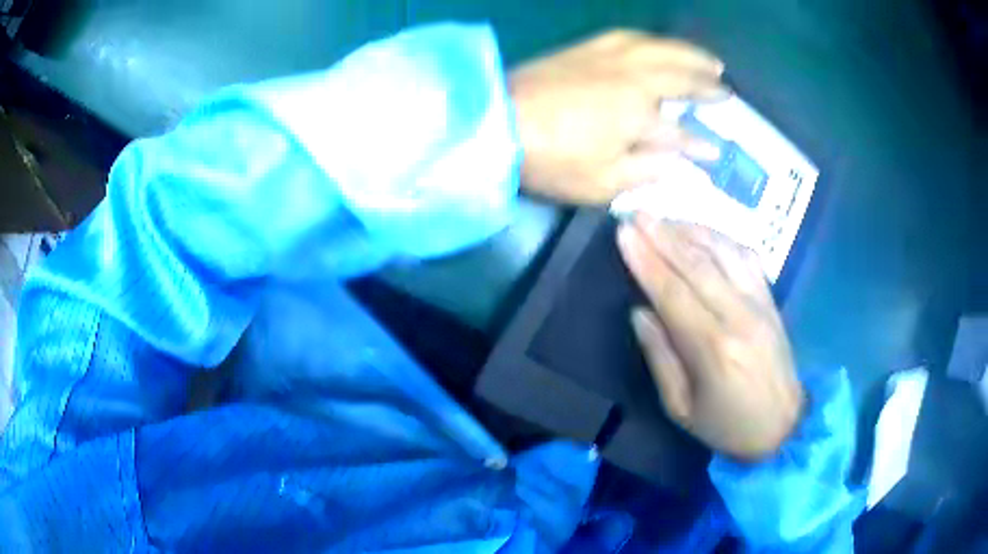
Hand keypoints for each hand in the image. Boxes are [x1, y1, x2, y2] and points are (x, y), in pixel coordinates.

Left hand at [509, 29, 726, 204]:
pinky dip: (652, 40)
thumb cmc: (551, 158)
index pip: (682, 130)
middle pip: (680, 72)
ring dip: (687, 52)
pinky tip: (656, 44)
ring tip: (707, 59)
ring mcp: (607, 56)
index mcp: (640, 110)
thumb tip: (681, 161)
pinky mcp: (584, 48)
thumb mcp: (603, 181)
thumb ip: (648, 169)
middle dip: (706, 80)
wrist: (496, 122)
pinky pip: (629, 37)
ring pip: (659, 47)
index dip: (700, 143)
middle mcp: (632, 75)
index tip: (717, 151)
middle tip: (726, 86)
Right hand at [616, 216, 803, 459]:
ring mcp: (759, 303)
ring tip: (662, 216)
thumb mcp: (680, 408)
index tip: (623, 233)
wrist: (783, 426)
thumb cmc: (726, 425)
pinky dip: (721, 237)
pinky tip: (702, 230)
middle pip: (696, 263)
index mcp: (712, 348)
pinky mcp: (771, 299)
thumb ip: (660, 357)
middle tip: (634, 212)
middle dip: (662, 234)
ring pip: (722, 252)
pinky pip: (746, 256)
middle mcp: (738, 316)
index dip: (645, 260)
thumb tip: (640, 312)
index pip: (672, 292)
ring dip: (689, 229)